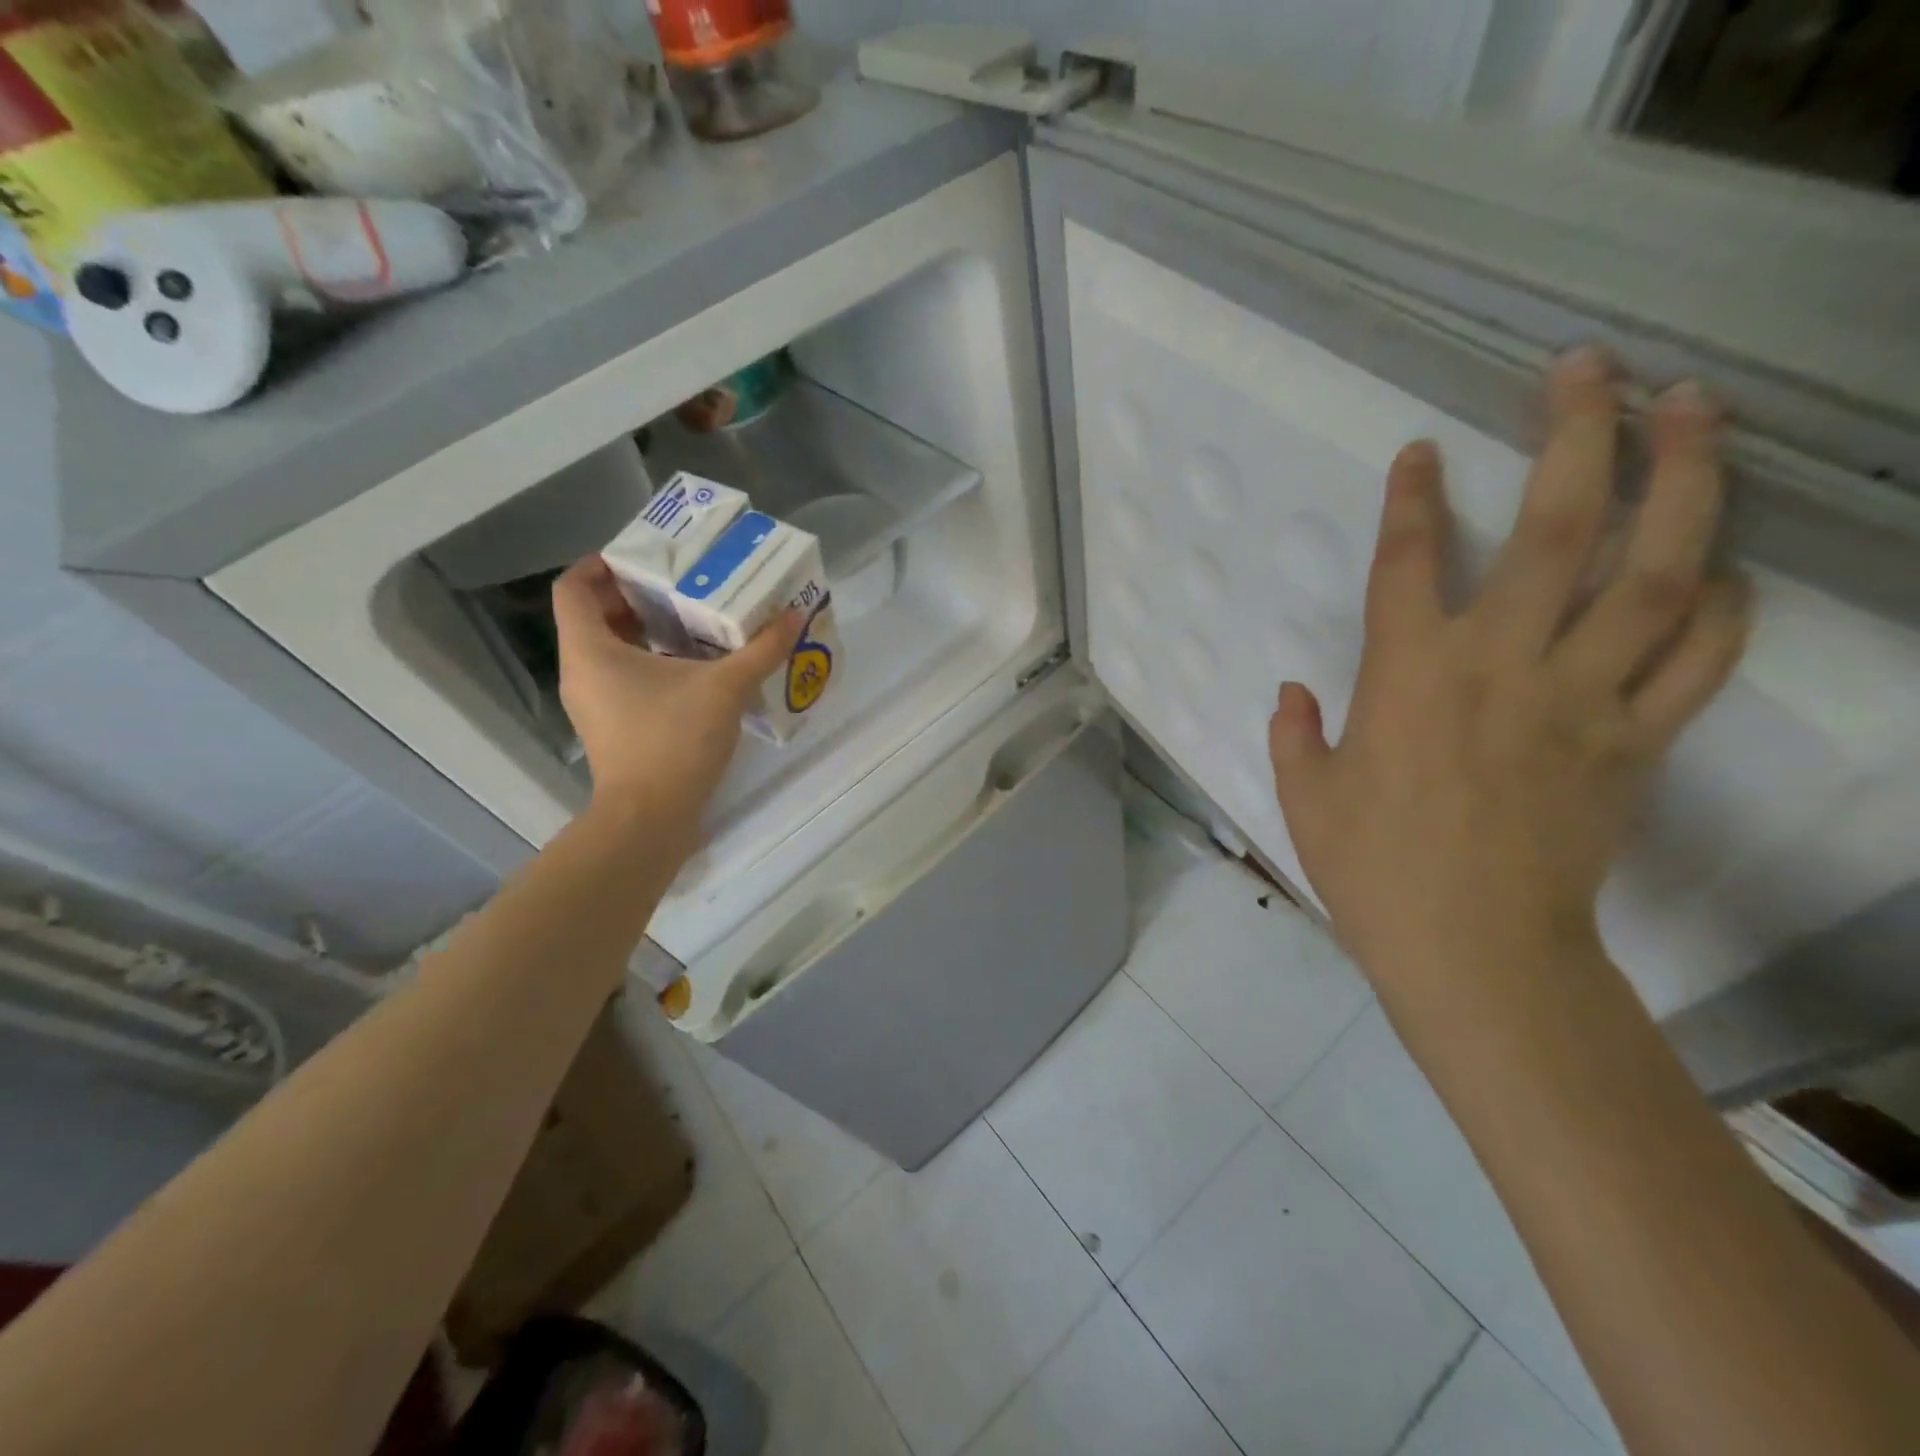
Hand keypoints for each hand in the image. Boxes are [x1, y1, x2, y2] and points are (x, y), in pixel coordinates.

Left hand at [552, 555, 801, 843]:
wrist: (650, 819)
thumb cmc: (673, 741)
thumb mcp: (725, 688)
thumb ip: (761, 649)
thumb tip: (794, 614)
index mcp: (590, 649)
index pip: (575, 586)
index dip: (604, 563)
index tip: (649, 558)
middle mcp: (581, 671)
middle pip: (594, 615)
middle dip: (637, 596)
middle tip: (684, 584)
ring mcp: (593, 703)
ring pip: (610, 649)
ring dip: (647, 632)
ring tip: (695, 622)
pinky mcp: (612, 727)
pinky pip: (623, 678)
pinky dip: (651, 664)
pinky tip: (695, 669)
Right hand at [1267, 348, 1751, 995]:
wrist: (1474, 948)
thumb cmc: (1372, 868)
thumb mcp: (1306, 797)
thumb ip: (1294, 733)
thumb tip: (1292, 691)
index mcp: (1405, 676)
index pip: (1406, 561)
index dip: (1412, 498)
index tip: (1422, 451)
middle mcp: (1500, 664)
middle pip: (1555, 529)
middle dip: (1576, 435)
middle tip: (1591, 368)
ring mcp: (1581, 697)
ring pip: (1655, 572)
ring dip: (1682, 481)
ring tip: (1694, 412)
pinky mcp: (1636, 741)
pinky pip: (1699, 657)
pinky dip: (1723, 606)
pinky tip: (1724, 567)